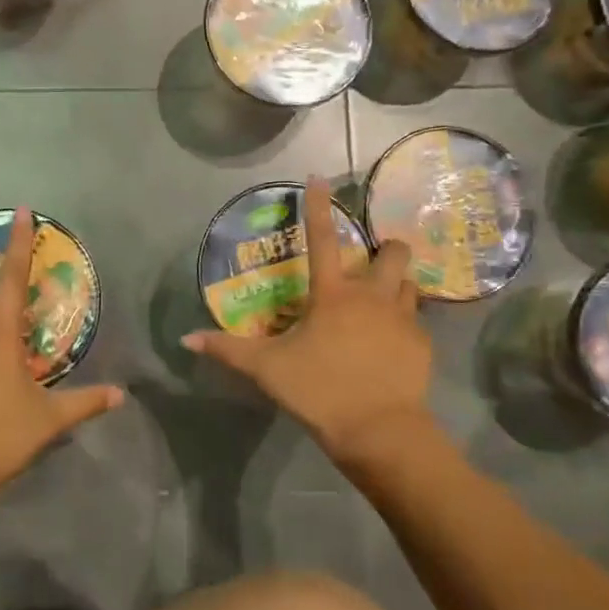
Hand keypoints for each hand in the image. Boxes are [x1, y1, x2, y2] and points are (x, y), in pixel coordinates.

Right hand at [182, 177, 433, 467]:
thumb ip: (227, 350)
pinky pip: (418, 323)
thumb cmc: (320, 390)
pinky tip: (393, 345)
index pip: (322, 239)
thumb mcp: (267, 370)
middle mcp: (372, 296)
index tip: (319, 178)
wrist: (380, 430)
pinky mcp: (422, 346)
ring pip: (410, 284)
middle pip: (392, 252)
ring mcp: (403, 319)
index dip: (319, 206)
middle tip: (372, 262)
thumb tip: (186, 339)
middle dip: (387, 247)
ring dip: (398, 284)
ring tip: (385, 301)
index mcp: (333, 294)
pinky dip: (405, 325)